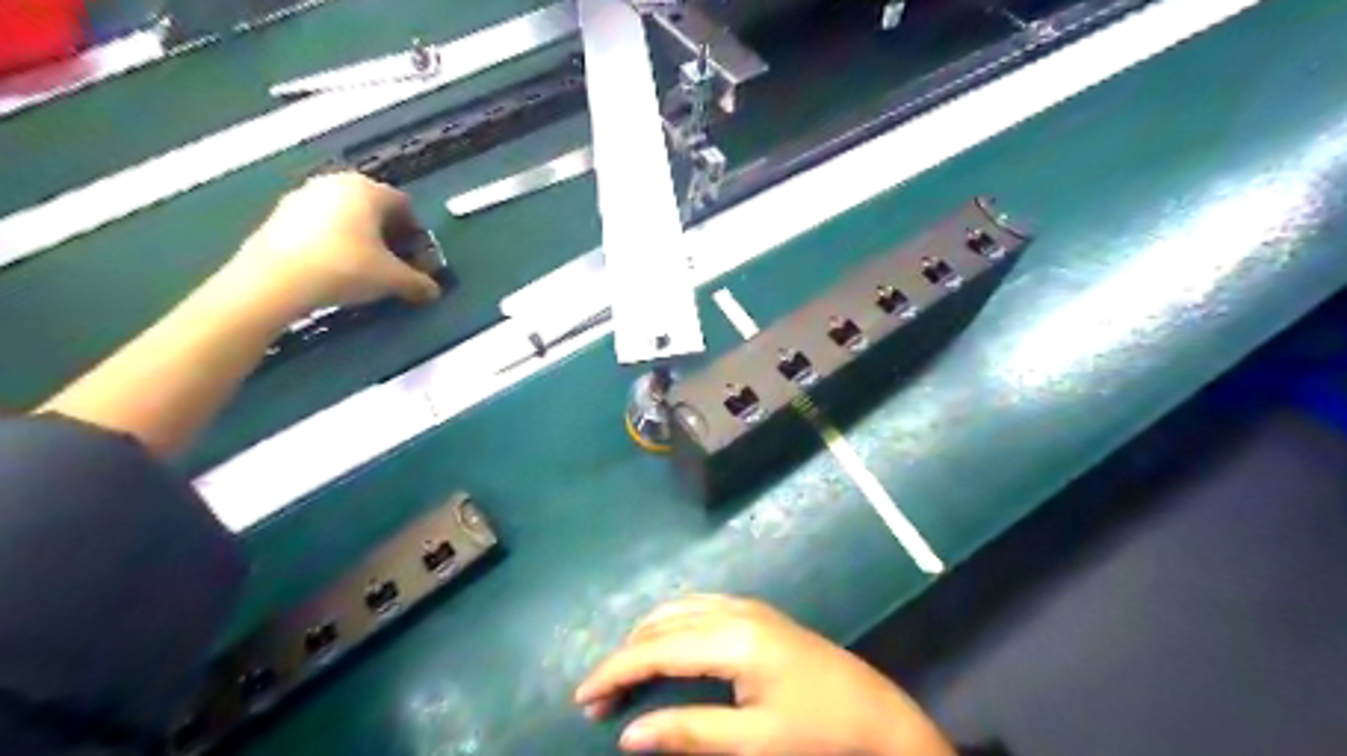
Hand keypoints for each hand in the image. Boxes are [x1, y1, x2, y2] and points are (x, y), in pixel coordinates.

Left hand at [220, 171, 442, 319]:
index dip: (415, 233)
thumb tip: (433, 291)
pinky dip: (333, 240)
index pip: (404, 205)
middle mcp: (337, 183)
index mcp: (368, 189)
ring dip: (359, 236)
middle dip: (387, 233)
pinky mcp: (279, 214)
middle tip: (393, 262)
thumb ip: (418, 283)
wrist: (275, 280)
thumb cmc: (345, 268)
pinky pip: (319, 224)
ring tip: (363, 267)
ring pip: (345, 214)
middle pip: (373, 207)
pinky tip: (333, 267)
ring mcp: (303, 195)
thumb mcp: (392, 279)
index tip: (417, 258)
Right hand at [573, 598, 952, 755]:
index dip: (615, 671)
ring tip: (625, 676)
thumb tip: (628, 734)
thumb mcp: (753, 743)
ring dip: (646, 639)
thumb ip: (689, 732)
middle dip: (625, 658)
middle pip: (662, 625)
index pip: (656, 648)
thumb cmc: (817, 732)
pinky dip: (670, 626)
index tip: (581, 697)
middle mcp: (734, 610)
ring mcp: (747, 606)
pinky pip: (699, 608)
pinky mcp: (757, 613)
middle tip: (598, 699)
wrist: (878, 715)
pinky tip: (667, 647)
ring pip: (678, 610)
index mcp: (732, 638)